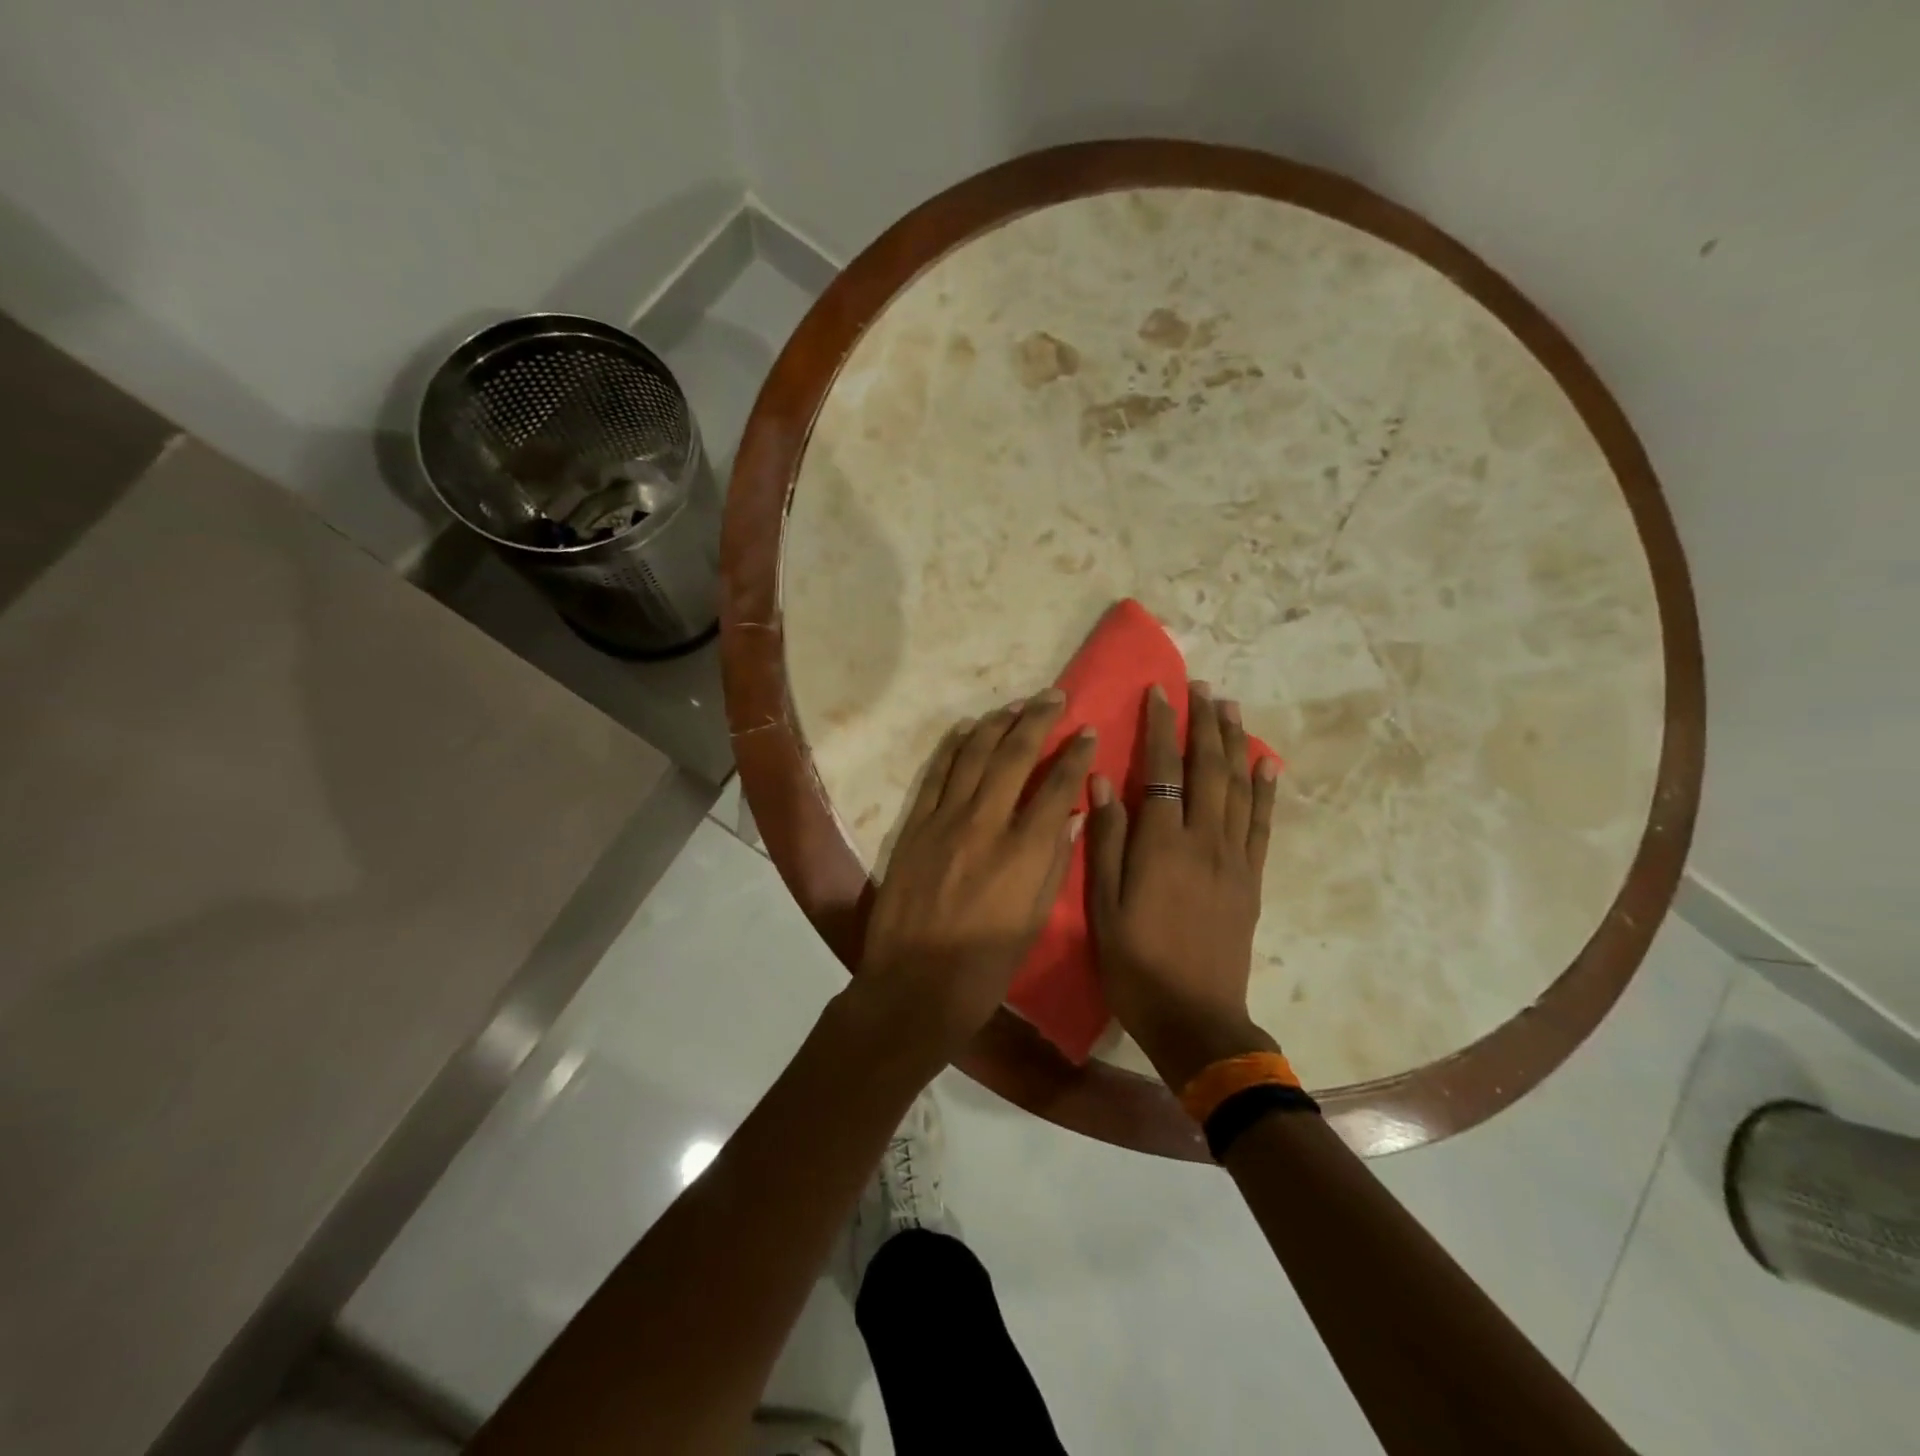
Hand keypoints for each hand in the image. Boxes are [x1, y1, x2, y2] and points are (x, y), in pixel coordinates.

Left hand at [855, 690, 1097, 1064]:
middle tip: (1054, 696)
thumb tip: (1068, 814)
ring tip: (1016, 705)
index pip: (1057, 785)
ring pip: (974, 755)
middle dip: (1038, 719)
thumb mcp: (1034, 922)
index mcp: (1024, 852)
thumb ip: (1054, 863)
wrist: (913, 985)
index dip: (1076, 754)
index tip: (1088, 731)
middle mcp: (986, 823)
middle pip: (1015, 755)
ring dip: (997, 723)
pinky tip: (968, 729)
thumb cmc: (984, 967)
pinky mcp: (916, 825)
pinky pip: (938, 773)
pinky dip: (955, 746)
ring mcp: (945, 820)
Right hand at [1086, 682, 1281, 1088]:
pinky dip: (1265, 789)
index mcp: (1162, 845)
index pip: (1163, 770)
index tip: (1160, 692)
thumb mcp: (1104, 907)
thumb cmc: (1137, 964)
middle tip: (1202, 686)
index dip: (1162, 727)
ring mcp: (1234, 858)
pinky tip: (1267, 762)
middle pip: (1208, 768)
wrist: (1196, 1018)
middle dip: (1205, 723)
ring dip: (1234, 743)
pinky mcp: (1251, 878)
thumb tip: (1102, 780)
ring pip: (1238, 787)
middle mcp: (1204, 841)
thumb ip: (1105, 841)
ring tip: (1230, 707)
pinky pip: (1262, 824)